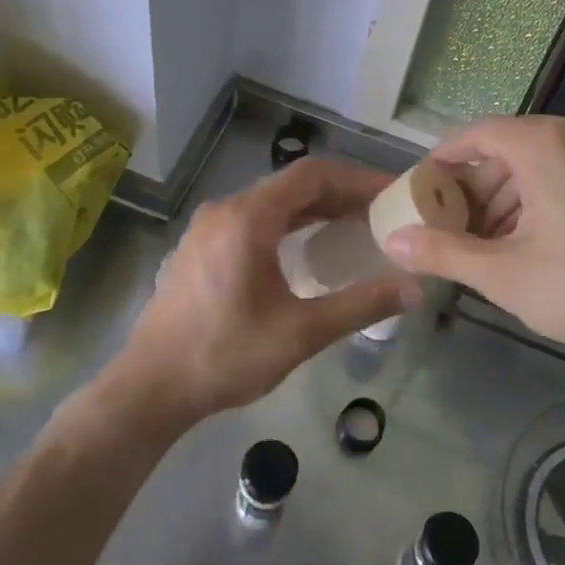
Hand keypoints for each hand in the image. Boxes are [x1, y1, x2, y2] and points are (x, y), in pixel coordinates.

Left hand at [114, 158, 416, 426]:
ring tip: (356, 227)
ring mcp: (209, 227)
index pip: (313, 175)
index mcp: (247, 218)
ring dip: (315, 210)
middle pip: (293, 186)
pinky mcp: (202, 247)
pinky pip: (255, 220)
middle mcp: (226, 210)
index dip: (357, 179)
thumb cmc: (224, 356)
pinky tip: (310, 249)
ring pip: (273, 203)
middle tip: (382, 213)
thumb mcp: (300, 333)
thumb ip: (360, 305)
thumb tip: (414, 288)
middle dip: (341, 195)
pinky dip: (289, 224)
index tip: (392, 194)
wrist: (149, 388)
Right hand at [383, 116, 564, 382]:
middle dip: (477, 187)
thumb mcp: (504, 275)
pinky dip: (544, 196)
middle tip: (456, 227)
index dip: (443, 161)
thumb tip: (391, 242)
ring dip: (510, 195)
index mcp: (545, 145)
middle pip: (509, 147)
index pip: (477, 135)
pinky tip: (537, 240)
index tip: (423, 191)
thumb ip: (443, 253)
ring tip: (493, 243)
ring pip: (542, 160)